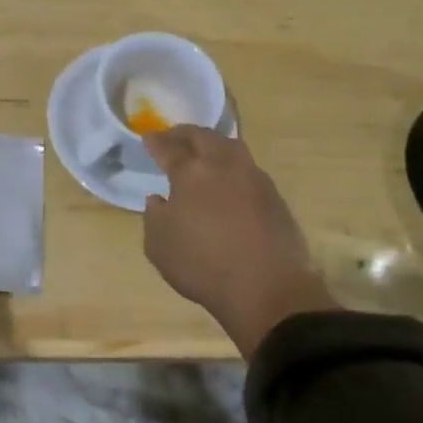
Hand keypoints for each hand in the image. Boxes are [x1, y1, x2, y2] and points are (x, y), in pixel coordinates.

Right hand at [143, 126, 335, 357]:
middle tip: (173, 137)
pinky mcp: (275, 196)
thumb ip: (154, 216)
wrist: (267, 289)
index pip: (170, 148)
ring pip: (231, 147)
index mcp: (192, 172)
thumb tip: (158, 200)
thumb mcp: (159, 246)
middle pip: (203, 137)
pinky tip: (227, 180)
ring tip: (203, 153)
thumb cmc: (203, 265)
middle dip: (184, 134)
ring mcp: (254, 178)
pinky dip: (232, 167)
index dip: (157, 141)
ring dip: (213, 144)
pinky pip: (248, 169)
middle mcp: (224, 165)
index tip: (148, 137)